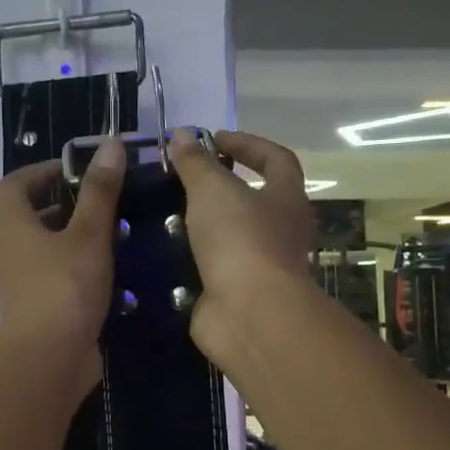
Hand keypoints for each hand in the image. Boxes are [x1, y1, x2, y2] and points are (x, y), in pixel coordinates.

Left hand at [0, 137, 126, 403]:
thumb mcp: (89, 234)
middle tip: (104, 201)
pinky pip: (56, 277)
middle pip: (32, 216)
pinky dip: (79, 269)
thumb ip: (101, 192)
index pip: (15, 184)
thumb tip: (110, 145)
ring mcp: (22, 283)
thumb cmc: (65, 288)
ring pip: (47, 249)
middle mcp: (10, 251)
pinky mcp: (38, 309)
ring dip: (76, 238)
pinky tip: (111, 274)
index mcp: (13, 225)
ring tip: (115, 234)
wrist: (49, 360)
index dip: (42, 170)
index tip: (77, 170)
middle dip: (66, 204)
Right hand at [166, 129, 316, 366]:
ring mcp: (260, 267)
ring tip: (163, 215)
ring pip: (230, 238)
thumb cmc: (241, 240)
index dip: (247, 143)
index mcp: (287, 199)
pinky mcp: (237, 295)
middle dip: (219, 189)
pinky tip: (162, 255)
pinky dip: (190, 262)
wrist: (249, 314)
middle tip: (182, 180)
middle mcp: (281, 232)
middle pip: (254, 201)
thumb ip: (195, 163)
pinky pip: (212, 270)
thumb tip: (182, 135)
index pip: (276, 159)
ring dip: (201, 227)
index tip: (213, 139)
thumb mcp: (213, 190)